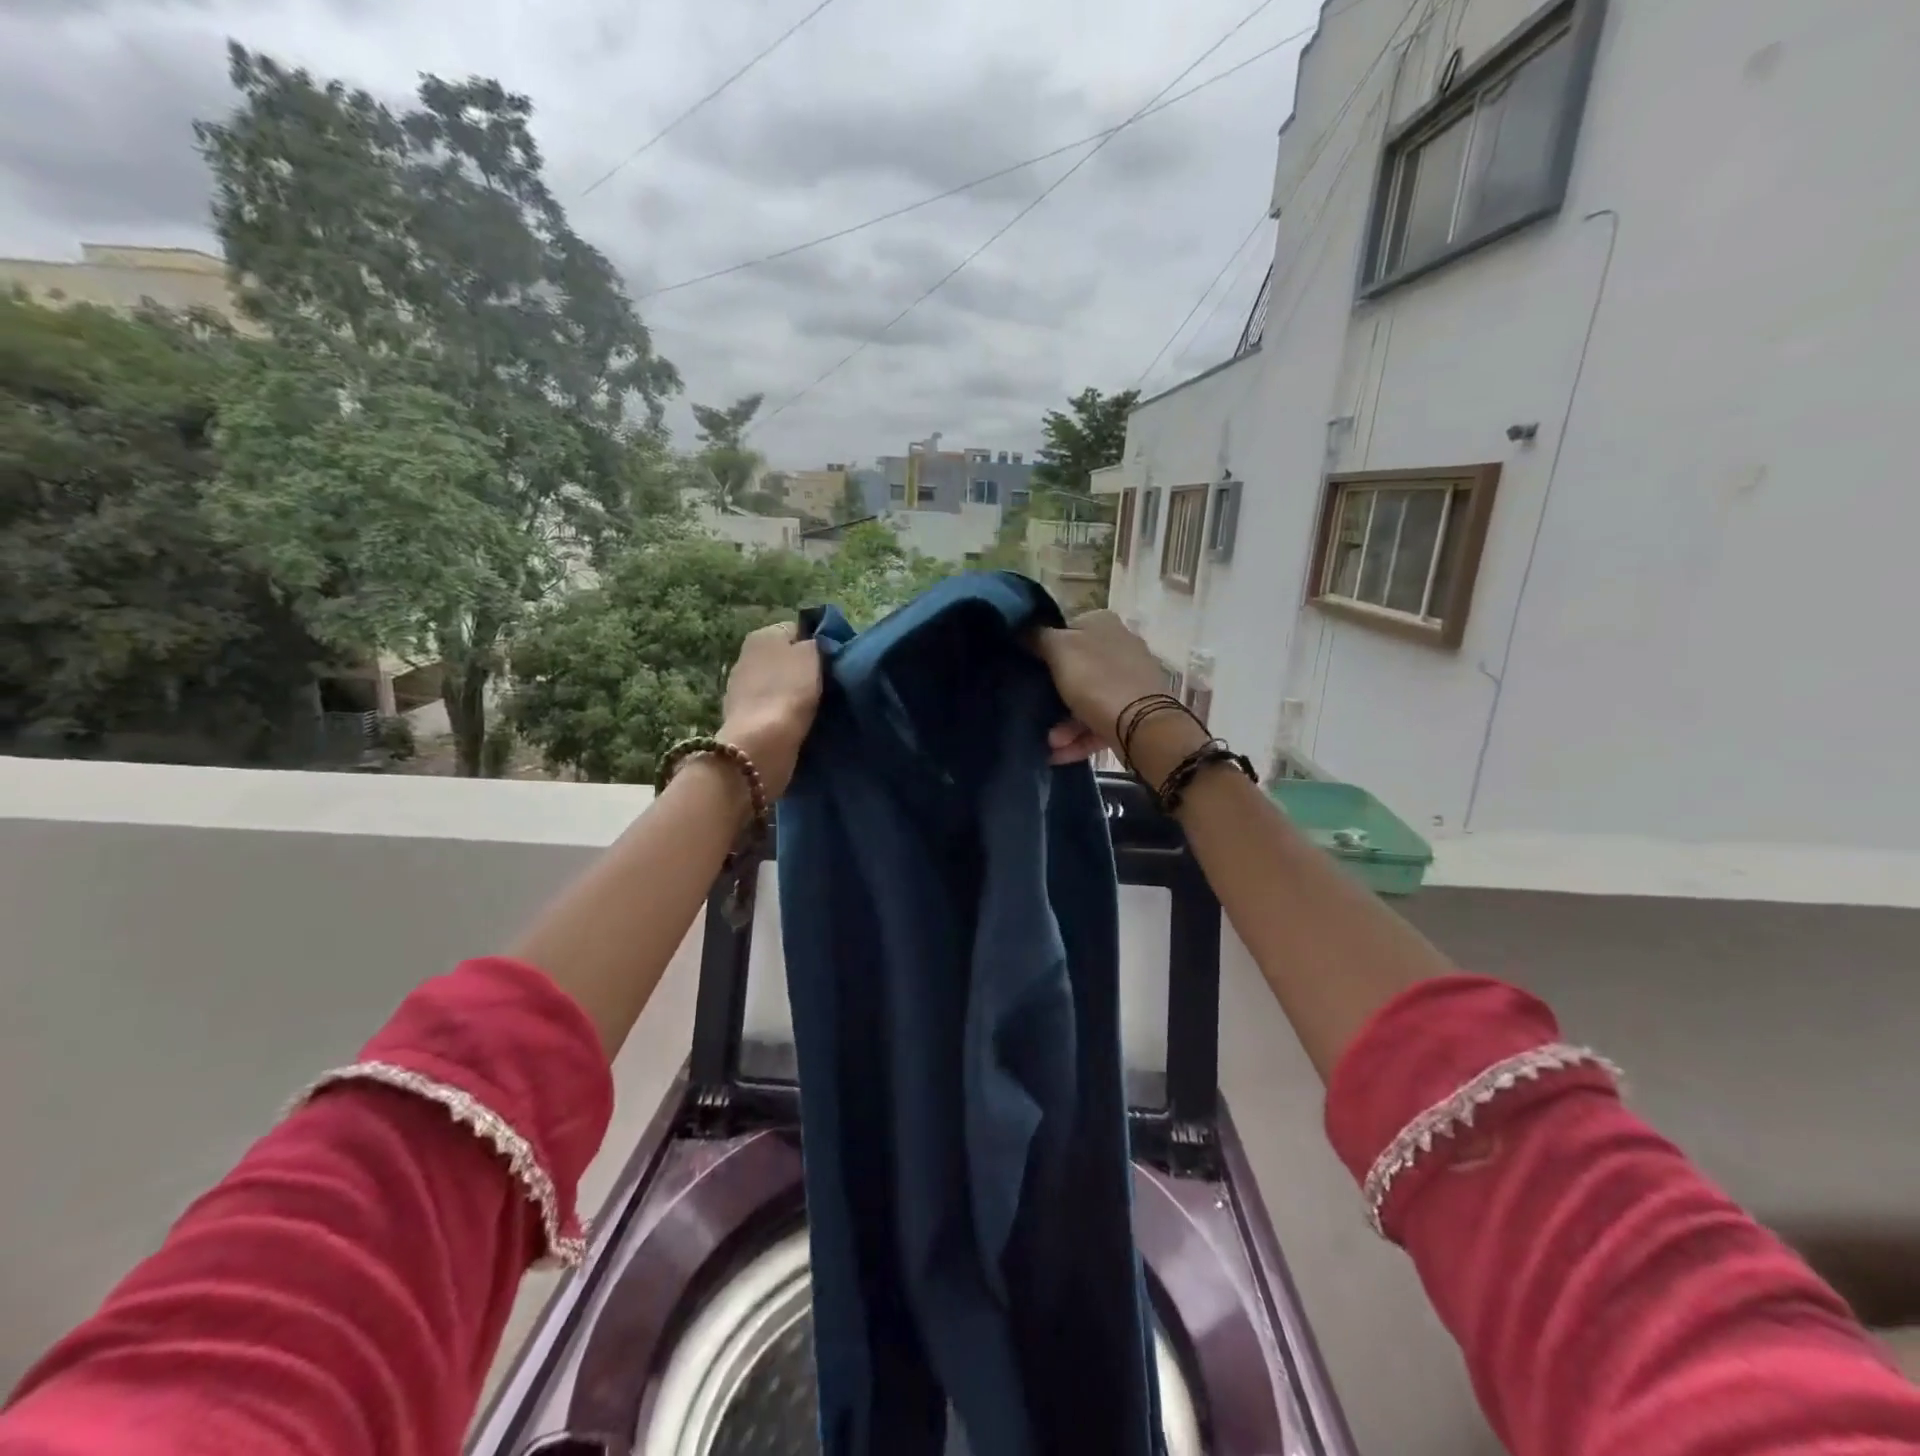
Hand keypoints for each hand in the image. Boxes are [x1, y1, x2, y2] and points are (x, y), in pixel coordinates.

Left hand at [719, 621, 821, 798]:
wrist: (763, 742)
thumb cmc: (791, 691)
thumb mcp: (813, 655)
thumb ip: (816, 642)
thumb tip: (814, 643)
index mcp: (763, 635)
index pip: (798, 629)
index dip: (818, 644)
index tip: (835, 662)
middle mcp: (746, 655)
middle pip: (785, 658)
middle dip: (803, 669)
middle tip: (828, 685)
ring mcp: (740, 687)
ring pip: (778, 683)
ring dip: (793, 693)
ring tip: (817, 707)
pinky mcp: (742, 717)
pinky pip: (770, 707)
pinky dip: (782, 712)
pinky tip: (798, 723)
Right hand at [1033, 610, 1205, 778]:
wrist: (1142, 725)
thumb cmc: (1096, 680)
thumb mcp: (1059, 650)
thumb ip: (1038, 636)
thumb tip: (1025, 630)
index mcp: (1102, 623)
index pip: (1067, 629)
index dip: (1045, 648)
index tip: (1028, 668)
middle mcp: (1120, 646)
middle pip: (1076, 668)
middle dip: (1053, 694)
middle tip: (1034, 710)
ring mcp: (1130, 680)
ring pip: (1087, 699)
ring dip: (1064, 724)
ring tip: (1049, 742)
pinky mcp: (1135, 711)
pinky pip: (1099, 722)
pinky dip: (1079, 738)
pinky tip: (1058, 754)